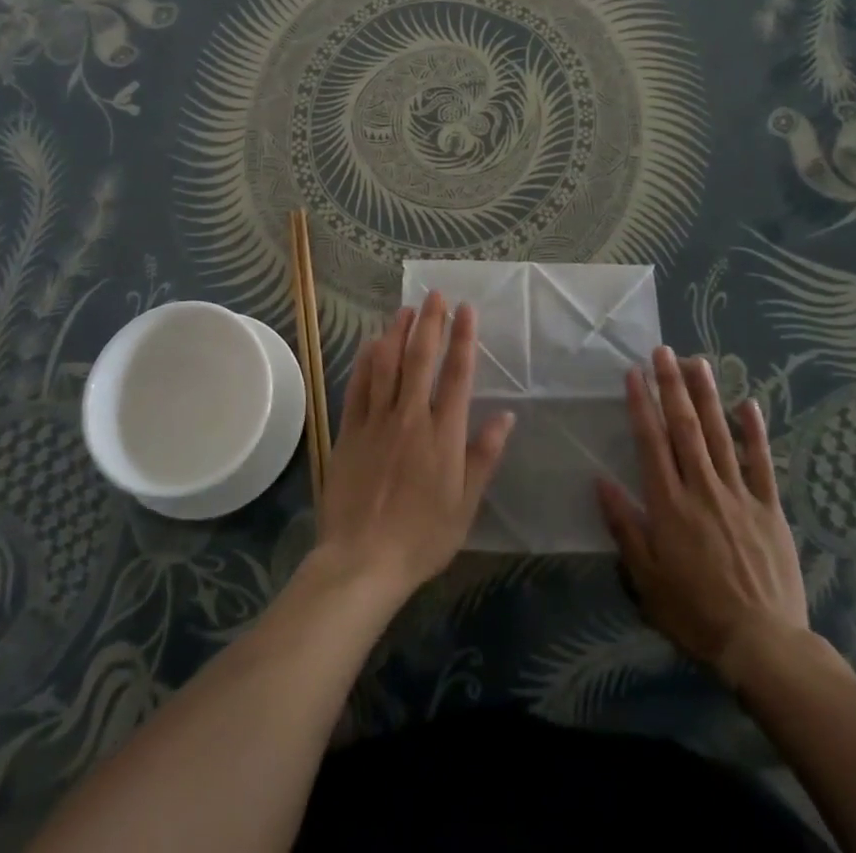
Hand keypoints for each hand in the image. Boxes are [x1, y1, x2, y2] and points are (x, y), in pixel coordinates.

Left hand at [316, 292, 515, 601]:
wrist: (362, 560)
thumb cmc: (422, 537)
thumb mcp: (465, 505)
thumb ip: (484, 456)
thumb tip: (506, 416)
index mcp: (444, 433)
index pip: (457, 373)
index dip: (463, 338)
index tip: (466, 309)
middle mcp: (410, 416)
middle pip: (421, 358)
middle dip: (430, 322)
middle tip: (435, 295)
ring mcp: (376, 421)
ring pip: (387, 364)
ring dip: (397, 332)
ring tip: (405, 309)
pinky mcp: (349, 431)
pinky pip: (358, 386)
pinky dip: (366, 361)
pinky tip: (371, 344)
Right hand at [598, 347, 811, 684]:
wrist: (762, 643)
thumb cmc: (695, 612)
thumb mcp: (646, 578)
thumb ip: (624, 526)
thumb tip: (601, 480)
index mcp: (669, 504)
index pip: (651, 442)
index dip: (641, 405)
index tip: (633, 373)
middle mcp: (702, 488)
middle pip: (685, 427)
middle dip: (671, 385)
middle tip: (663, 351)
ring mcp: (739, 494)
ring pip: (720, 434)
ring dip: (707, 396)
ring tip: (697, 362)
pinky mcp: (769, 507)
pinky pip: (762, 462)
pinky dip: (756, 432)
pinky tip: (750, 404)